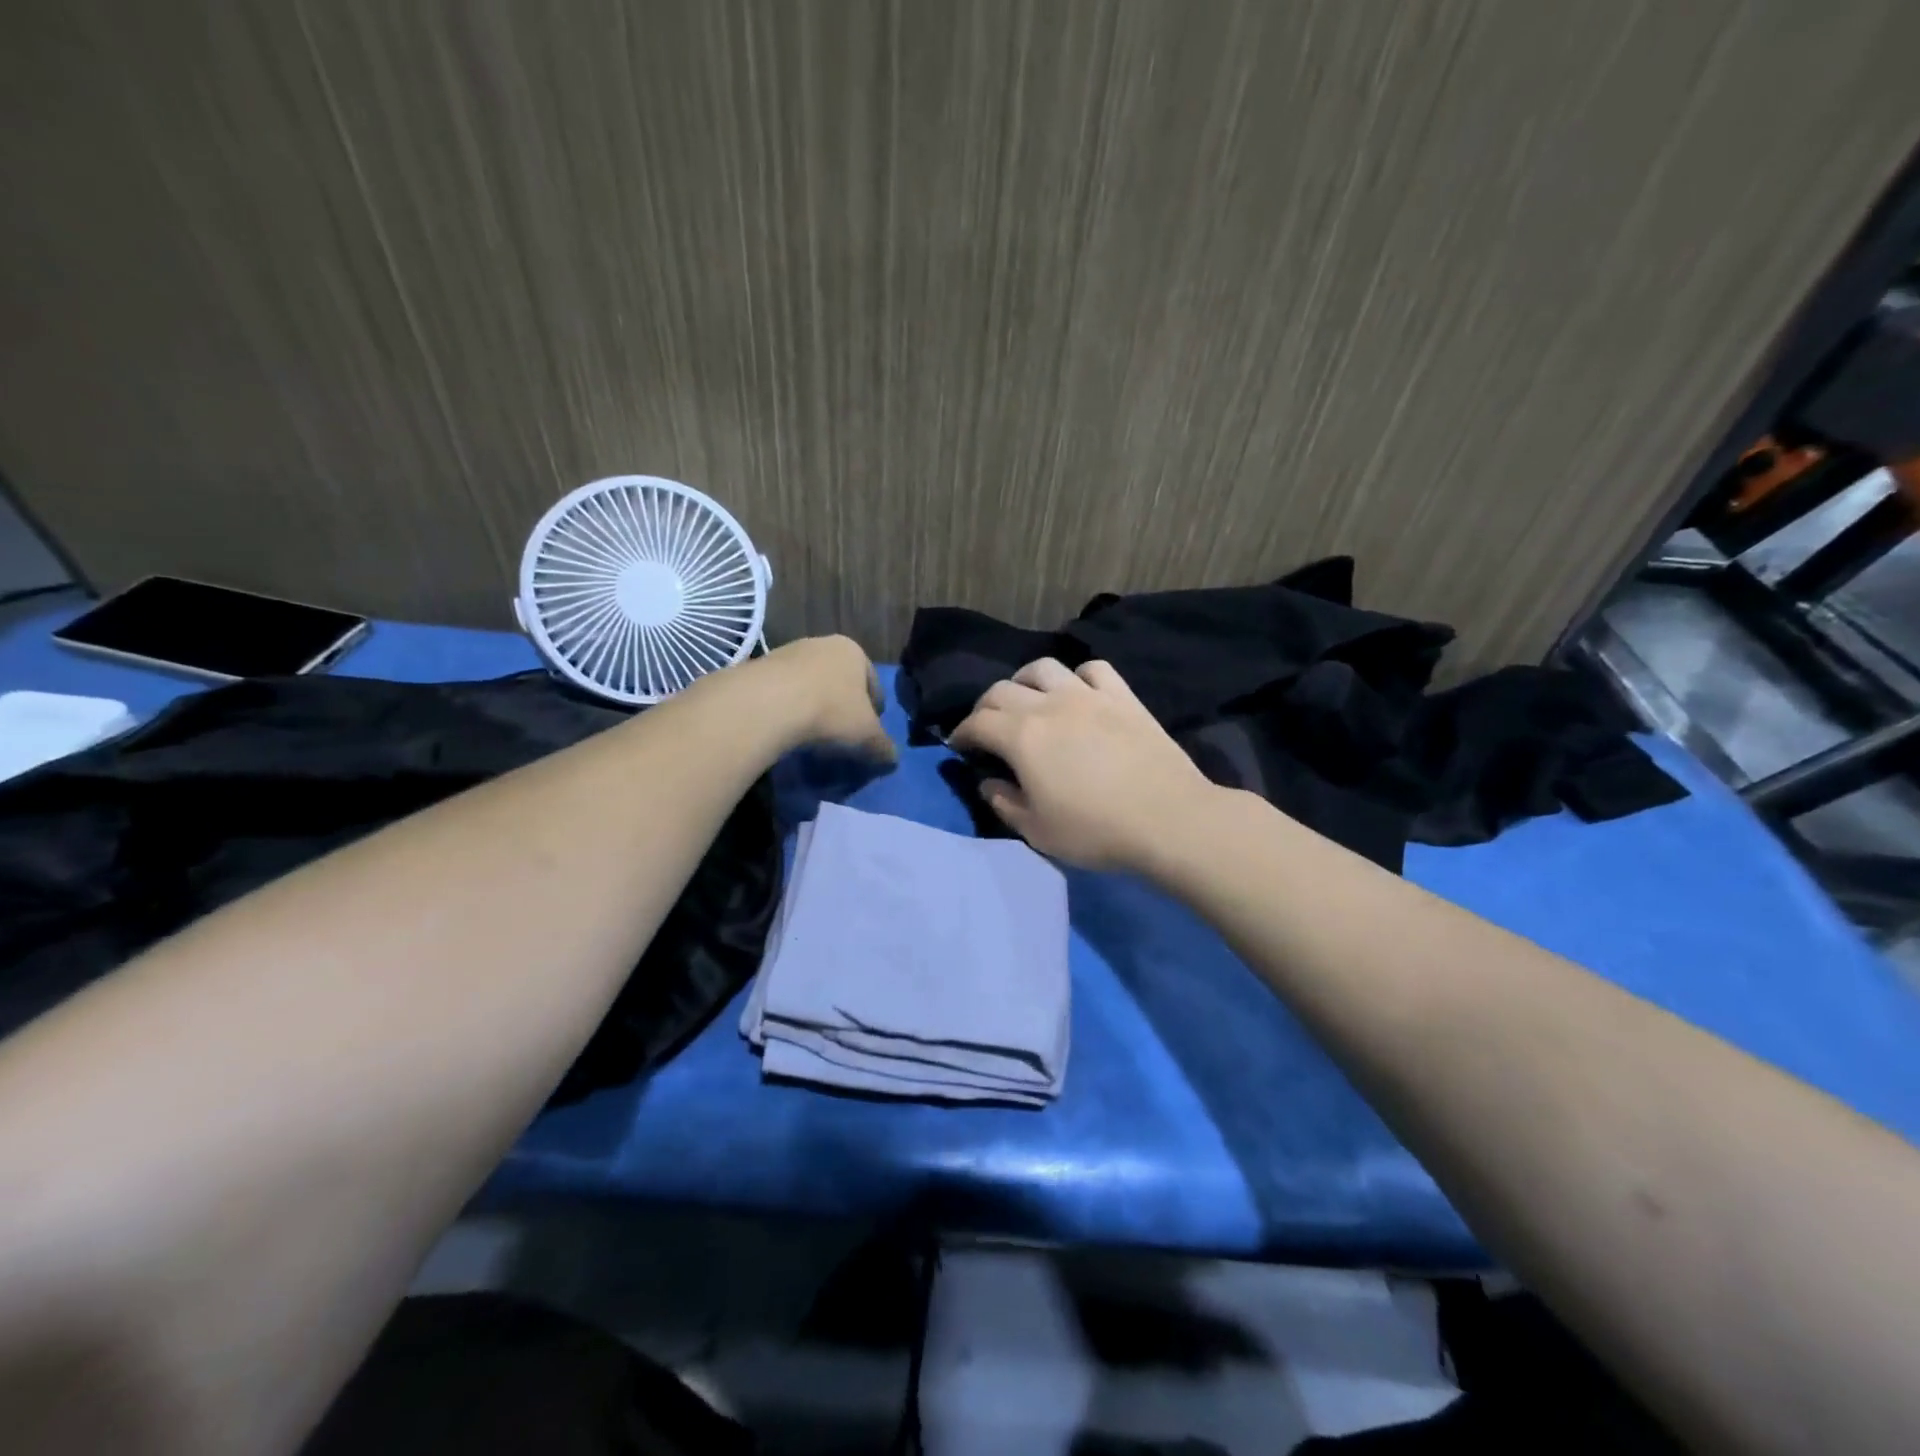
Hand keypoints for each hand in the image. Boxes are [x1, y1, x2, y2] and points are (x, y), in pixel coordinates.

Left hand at [760, 635, 896, 762]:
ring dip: (814, 706)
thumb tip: (893, 758)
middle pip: (840, 681)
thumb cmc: (831, 711)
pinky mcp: (760, 667)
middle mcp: (822, 644)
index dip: (875, 712)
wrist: (768, 703)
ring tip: (812, 736)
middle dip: (843, 706)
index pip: (874, 683)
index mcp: (854, 651)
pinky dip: (789, 708)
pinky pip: (783, 692)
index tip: (869, 734)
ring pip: (810, 684)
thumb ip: (883, 746)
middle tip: (842, 735)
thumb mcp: (867, 736)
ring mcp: (788, 652)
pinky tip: (786, 730)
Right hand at [948, 658, 1214, 871]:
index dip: (962, 733)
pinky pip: (1093, 669)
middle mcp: (1049, 705)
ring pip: (1044, 668)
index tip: (959, 746)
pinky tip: (1079, 693)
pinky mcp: (1122, 696)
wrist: (1168, 819)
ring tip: (1028, 700)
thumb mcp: (1037, 831)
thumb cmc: (1095, 830)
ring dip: (1025, 681)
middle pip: (1002, 690)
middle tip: (987, 728)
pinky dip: (1077, 676)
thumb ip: (1005, 803)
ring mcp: (1088, 695)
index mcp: (1021, 737)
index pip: (977, 722)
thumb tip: (989, 782)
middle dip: (985, 707)